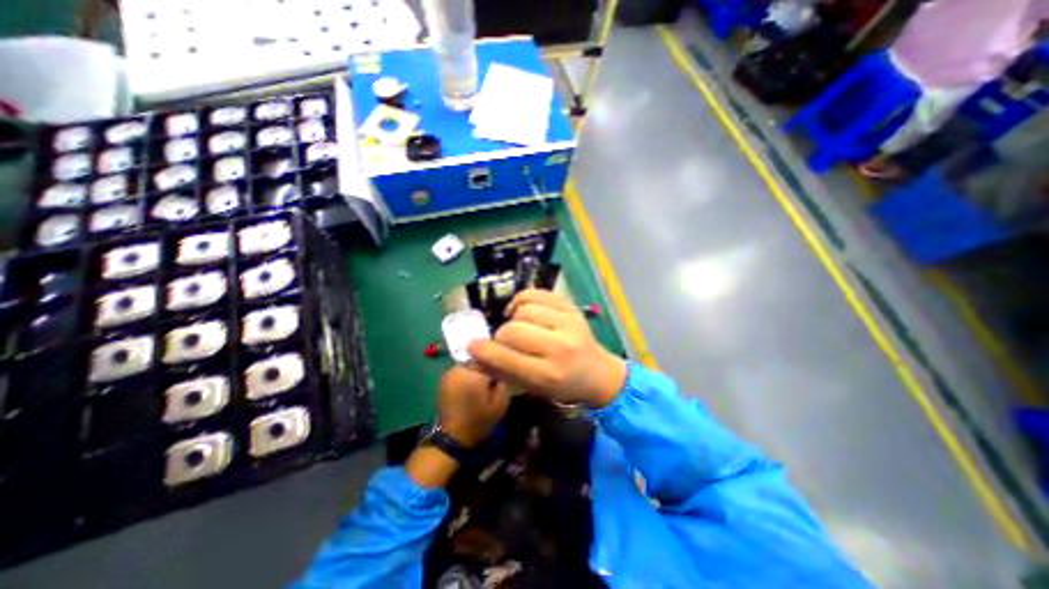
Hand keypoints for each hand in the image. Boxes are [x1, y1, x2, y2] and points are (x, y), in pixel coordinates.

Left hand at [437, 364, 510, 446]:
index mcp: (474, 374)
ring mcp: (449, 372)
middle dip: (486, 363)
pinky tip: (471, 383)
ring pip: (468, 361)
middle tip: (493, 375)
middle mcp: (459, 368)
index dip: (498, 361)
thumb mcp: (501, 404)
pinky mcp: (443, 377)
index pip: (490, 355)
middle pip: (478, 356)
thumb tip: (503, 367)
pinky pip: (460, 368)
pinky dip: (466, 372)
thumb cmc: (479, 421)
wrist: (453, 437)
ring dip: (475, 367)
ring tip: (482, 379)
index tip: (504, 368)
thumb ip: (504, 381)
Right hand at [465, 288, 620, 407]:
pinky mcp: (571, 307)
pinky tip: (523, 310)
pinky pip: (537, 293)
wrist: (597, 373)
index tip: (472, 346)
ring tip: (518, 326)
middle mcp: (560, 346)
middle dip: (501, 336)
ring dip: (514, 318)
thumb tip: (474, 353)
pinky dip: (523, 300)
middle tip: (505, 341)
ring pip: (524, 309)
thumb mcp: (532, 388)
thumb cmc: (563, 386)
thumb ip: (502, 371)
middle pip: (513, 330)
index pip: (507, 358)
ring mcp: (569, 322)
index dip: (484, 351)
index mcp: (549, 375)